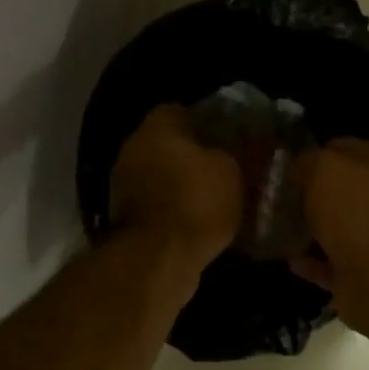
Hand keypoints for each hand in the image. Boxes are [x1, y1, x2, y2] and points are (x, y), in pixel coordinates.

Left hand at [109, 105, 243, 271]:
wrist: (158, 258)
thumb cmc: (196, 202)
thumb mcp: (233, 172)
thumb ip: (237, 153)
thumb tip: (244, 146)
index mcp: (157, 125)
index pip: (186, 111)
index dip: (212, 123)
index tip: (233, 139)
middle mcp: (133, 148)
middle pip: (171, 144)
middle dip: (197, 156)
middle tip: (229, 170)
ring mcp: (124, 184)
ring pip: (164, 176)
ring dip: (185, 186)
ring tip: (218, 199)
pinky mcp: (126, 217)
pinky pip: (158, 204)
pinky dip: (175, 210)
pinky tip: (199, 222)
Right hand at [290, 139, 368, 327]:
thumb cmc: (356, 212)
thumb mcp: (324, 168)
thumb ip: (308, 160)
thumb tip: (298, 165)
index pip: (345, 150)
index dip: (314, 154)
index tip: (284, 165)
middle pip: (342, 193)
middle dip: (311, 195)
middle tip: (276, 199)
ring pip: (337, 230)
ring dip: (310, 230)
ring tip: (277, 229)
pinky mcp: (363, 276)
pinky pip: (331, 266)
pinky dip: (312, 263)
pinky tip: (290, 260)